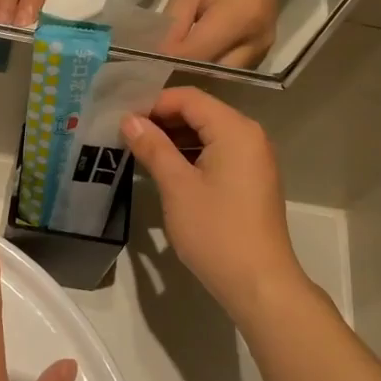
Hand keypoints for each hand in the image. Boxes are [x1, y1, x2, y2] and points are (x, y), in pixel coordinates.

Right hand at [119, 88, 309, 321]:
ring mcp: (254, 158)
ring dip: (175, 139)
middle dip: (162, 120)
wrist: (259, 283)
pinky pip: (218, 153)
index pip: (189, 98)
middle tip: (125, 134)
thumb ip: (153, 147)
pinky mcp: (251, 180)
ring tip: (139, 151)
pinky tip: (165, 169)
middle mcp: (249, 135)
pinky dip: (191, 155)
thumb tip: (129, 120)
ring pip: (208, 134)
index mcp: (235, 129)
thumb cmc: (216, 231)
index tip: (122, 119)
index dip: (154, 103)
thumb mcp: (177, 187)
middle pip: (200, 112)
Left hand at [165, 0, 283, 66]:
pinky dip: (211, 66)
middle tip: (154, 67)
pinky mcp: (264, 48)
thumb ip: (173, 23)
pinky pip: (233, 67)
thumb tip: (155, 55)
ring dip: (196, 73)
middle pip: (211, 73)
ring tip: (170, 63)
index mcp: (237, 20)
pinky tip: (192, 57)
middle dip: (182, 73)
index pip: (194, 56)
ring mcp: (264, 47)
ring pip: (223, 75)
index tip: (141, 63)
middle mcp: (256, 41)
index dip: (167, 62)